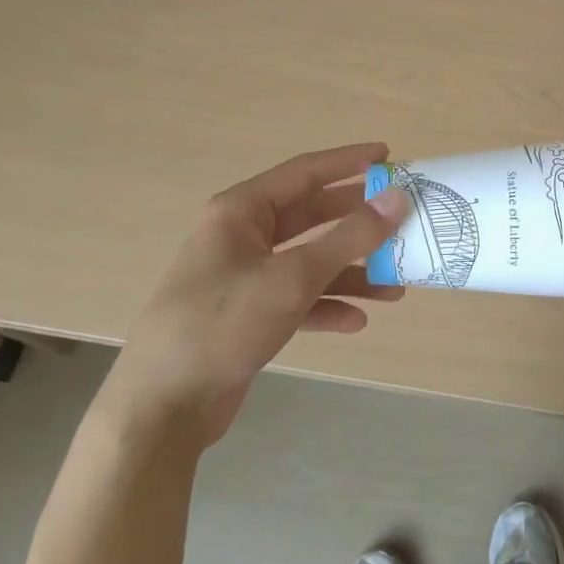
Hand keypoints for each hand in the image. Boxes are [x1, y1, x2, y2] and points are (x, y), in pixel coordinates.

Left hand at [94, 143, 409, 449]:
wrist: (162, 408)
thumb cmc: (224, 323)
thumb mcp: (292, 277)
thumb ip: (349, 237)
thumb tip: (397, 198)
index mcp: (242, 211)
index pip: (304, 171)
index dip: (348, 161)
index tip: (389, 155)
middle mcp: (243, 235)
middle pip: (311, 216)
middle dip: (357, 221)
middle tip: (400, 217)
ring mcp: (245, 276)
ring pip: (309, 261)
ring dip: (350, 271)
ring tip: (395, 285)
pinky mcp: (249, 314)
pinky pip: (298, 298)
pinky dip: (327, 305)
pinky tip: (356, 321)